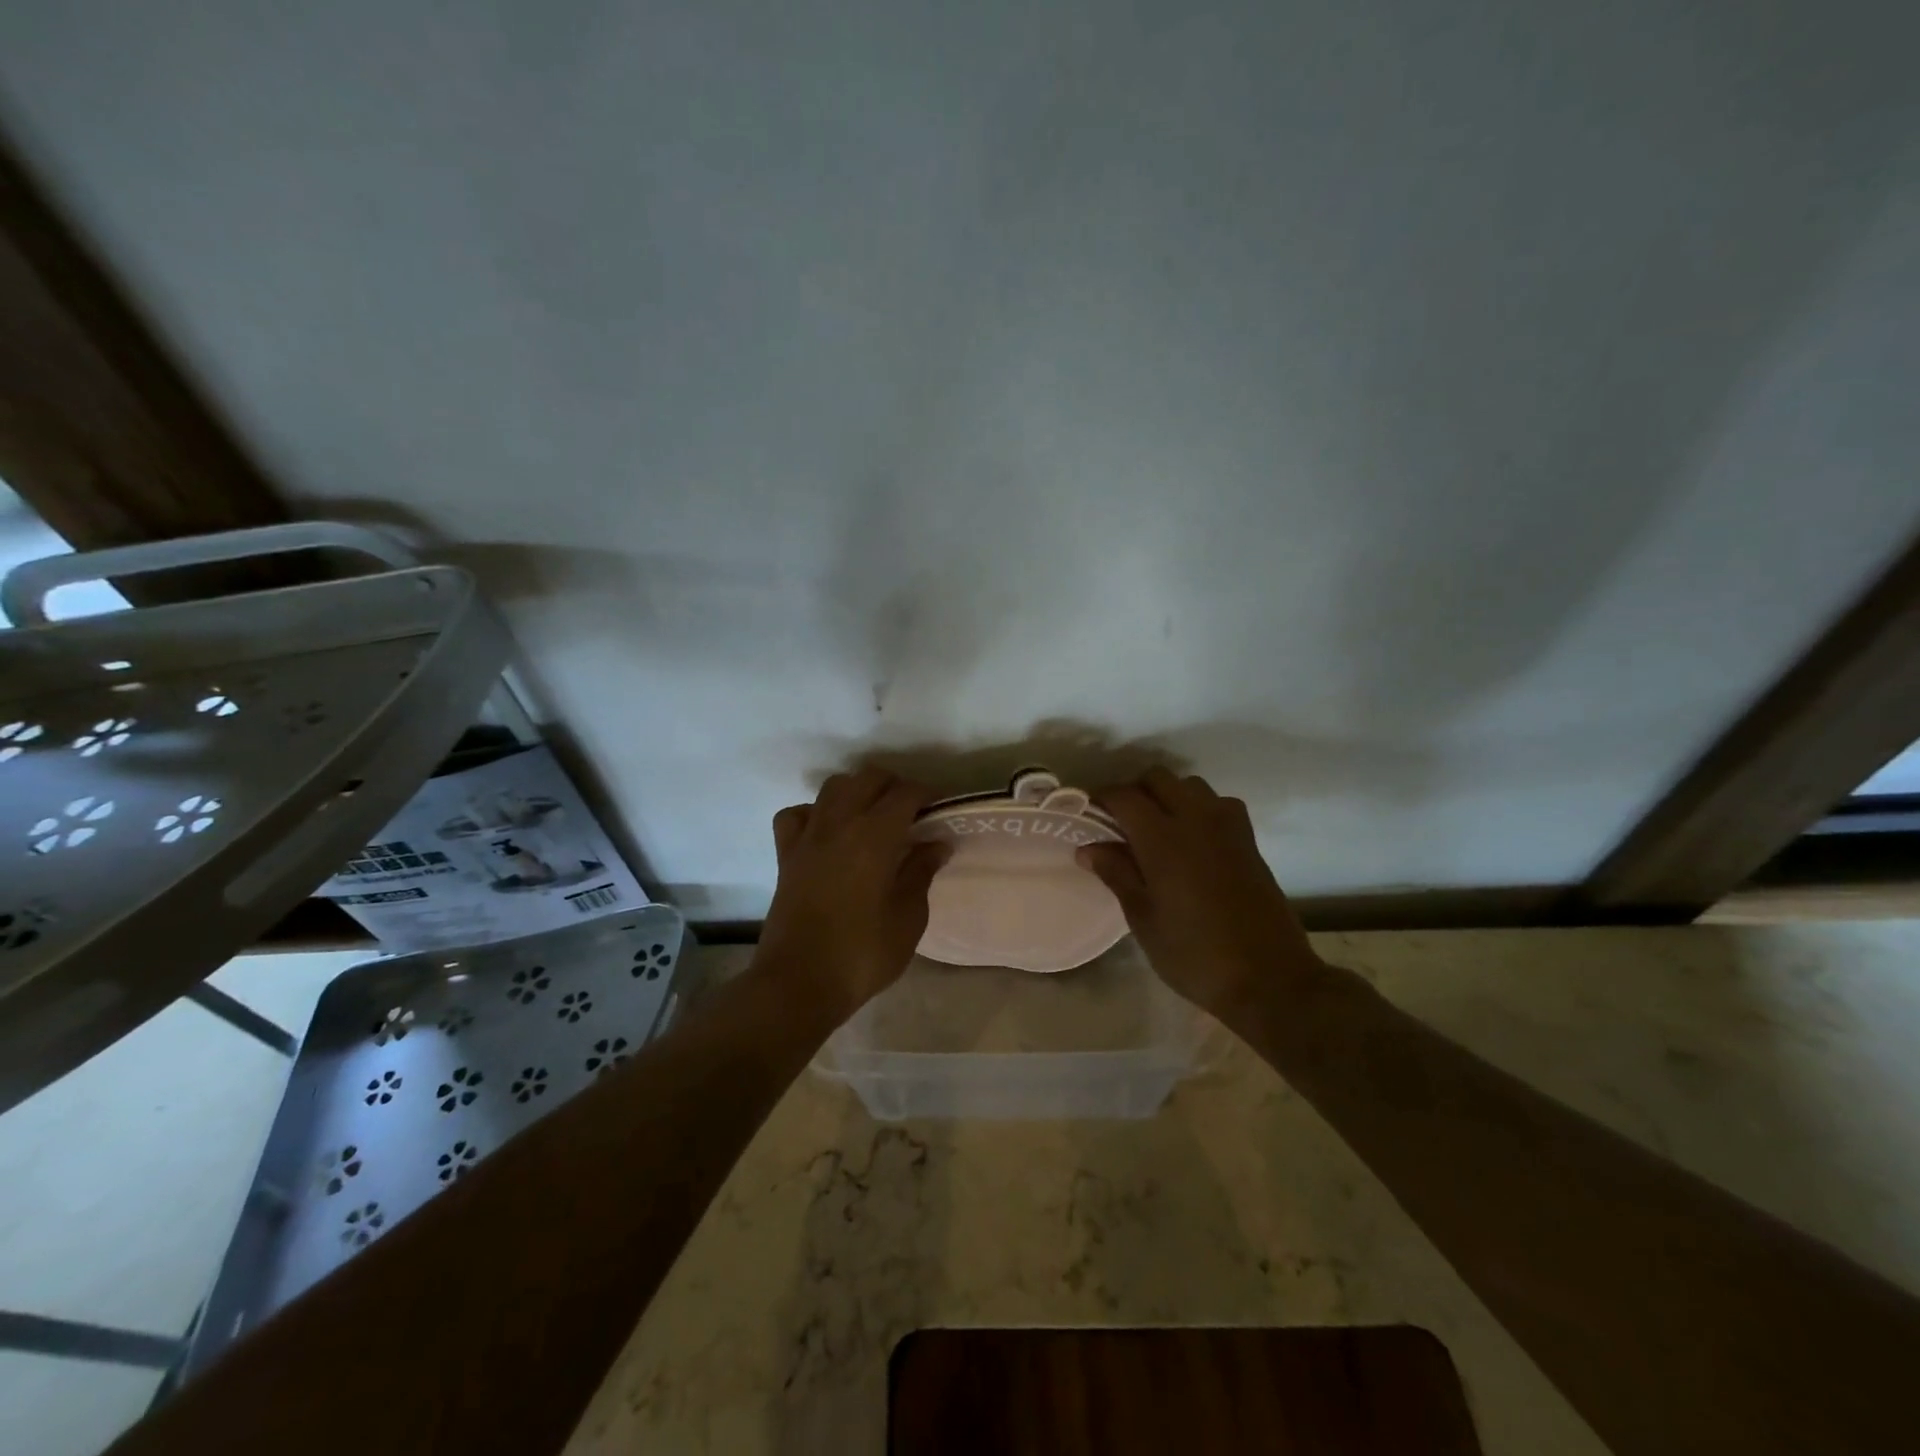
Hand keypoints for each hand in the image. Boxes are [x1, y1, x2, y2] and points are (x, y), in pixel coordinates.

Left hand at [755, 767, 949, 1023]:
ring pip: (832, 788)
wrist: (798, 984)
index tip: (941, 809)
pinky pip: (797, 815)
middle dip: (894, 786)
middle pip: (868, 779)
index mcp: (873, 836)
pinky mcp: (786, 855)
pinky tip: (828, 833)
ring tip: (874, 817)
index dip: (927, 794)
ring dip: (857, 791)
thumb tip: (936, 843)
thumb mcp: (908, 918)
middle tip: (913, 813)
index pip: (905, 793)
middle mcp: (838, 824)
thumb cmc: (862, 955)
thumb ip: (921, 873)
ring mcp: (807, 837)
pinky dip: (815, 813)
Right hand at [1078, 768, 1323, 1019]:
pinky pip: (1217, 803)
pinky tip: (1191, 841)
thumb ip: (1116, 874)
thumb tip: (1089, 847)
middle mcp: (1197, 819)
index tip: (1086, 815)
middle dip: (1133, 791)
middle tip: (1118, 823)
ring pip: (1190, 786)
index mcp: (1163, 838)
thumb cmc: (1194, 954)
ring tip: (1154, 830)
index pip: (1124, 796)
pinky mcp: (1249, 840)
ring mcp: (1228, 826)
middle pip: (1158, 778)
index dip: (1100, 799)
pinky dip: (1198, 808)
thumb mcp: (1143, 919)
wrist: (1269, 978)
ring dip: (1167, 796)